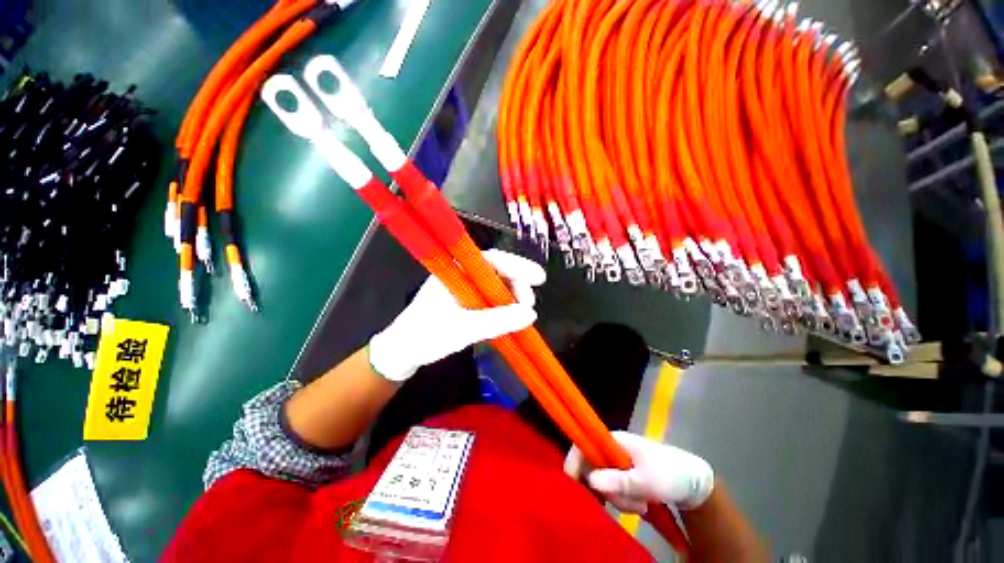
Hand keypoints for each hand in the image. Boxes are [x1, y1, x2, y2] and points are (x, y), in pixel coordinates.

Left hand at [368, 249, 544, 381]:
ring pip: (495, 285)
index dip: (517, 265)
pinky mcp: (465, 301)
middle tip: (528, 305)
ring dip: (511, 298)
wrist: (403, 351)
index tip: (539, 278)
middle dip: (517, 285)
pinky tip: (509, 317)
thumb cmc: (427, 336)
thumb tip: (530, 315)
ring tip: (521, 314)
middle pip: (497, 271)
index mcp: (456, 272)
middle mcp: (461, 274)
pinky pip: (489, 298)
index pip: (491, 259)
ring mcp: (463, 287)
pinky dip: (502, 306)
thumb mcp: (464, 329)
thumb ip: (497, 321)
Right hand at [564, 431, 713, 512]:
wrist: (694, 482)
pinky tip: (640, 504)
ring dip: (620, 500)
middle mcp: (611, 449)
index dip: (574, 463)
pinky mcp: (623, 475)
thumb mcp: (646, 481)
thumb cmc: (670, 475)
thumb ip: (618, 481)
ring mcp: (617, 463)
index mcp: (613, 440)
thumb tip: (590, 481)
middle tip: (630, 503)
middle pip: (592, 469)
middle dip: (609, 492)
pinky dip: (623, 501)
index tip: (576, 488)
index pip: (583, 445)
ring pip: (603, 484)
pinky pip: (613, 490)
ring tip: (642, 504)